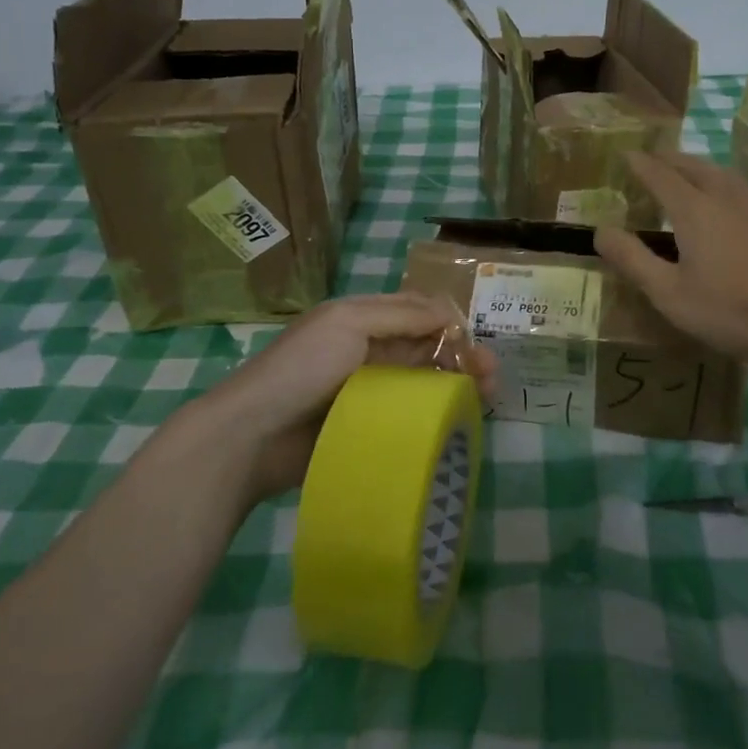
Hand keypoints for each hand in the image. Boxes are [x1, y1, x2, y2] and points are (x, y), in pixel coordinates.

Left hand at [203, 292, 496, 503]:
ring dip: (458, 384)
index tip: (479, 342)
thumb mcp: (348, 323)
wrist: (254, 435)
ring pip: (425, 382)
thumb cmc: (301, 369)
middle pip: (428, 348)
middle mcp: (370, 352)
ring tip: (489, 397)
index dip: (451, 323)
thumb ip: (401, 314)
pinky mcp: (370, 428)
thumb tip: (450, 313)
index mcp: (363, 321)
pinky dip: (438, 415)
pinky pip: (411, 416)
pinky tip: (460, 421)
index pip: (418, 313)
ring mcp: (370, 393)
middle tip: (493, 375)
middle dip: (463, 355)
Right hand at [596, 152, 747, 356]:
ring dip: (698, 167)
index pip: (660, 175)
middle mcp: (725, 194)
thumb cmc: (731, 308)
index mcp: (694, 209)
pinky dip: (724, 182)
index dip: (640, 164)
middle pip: (693, 165)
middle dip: (669, 159)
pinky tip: (730, 198)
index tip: (626, 154)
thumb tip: (600, 230)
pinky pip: (744, 186)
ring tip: (687, 173)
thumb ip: (633, 260)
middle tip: (653, 160)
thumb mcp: (670, 293)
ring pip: (722, 172)